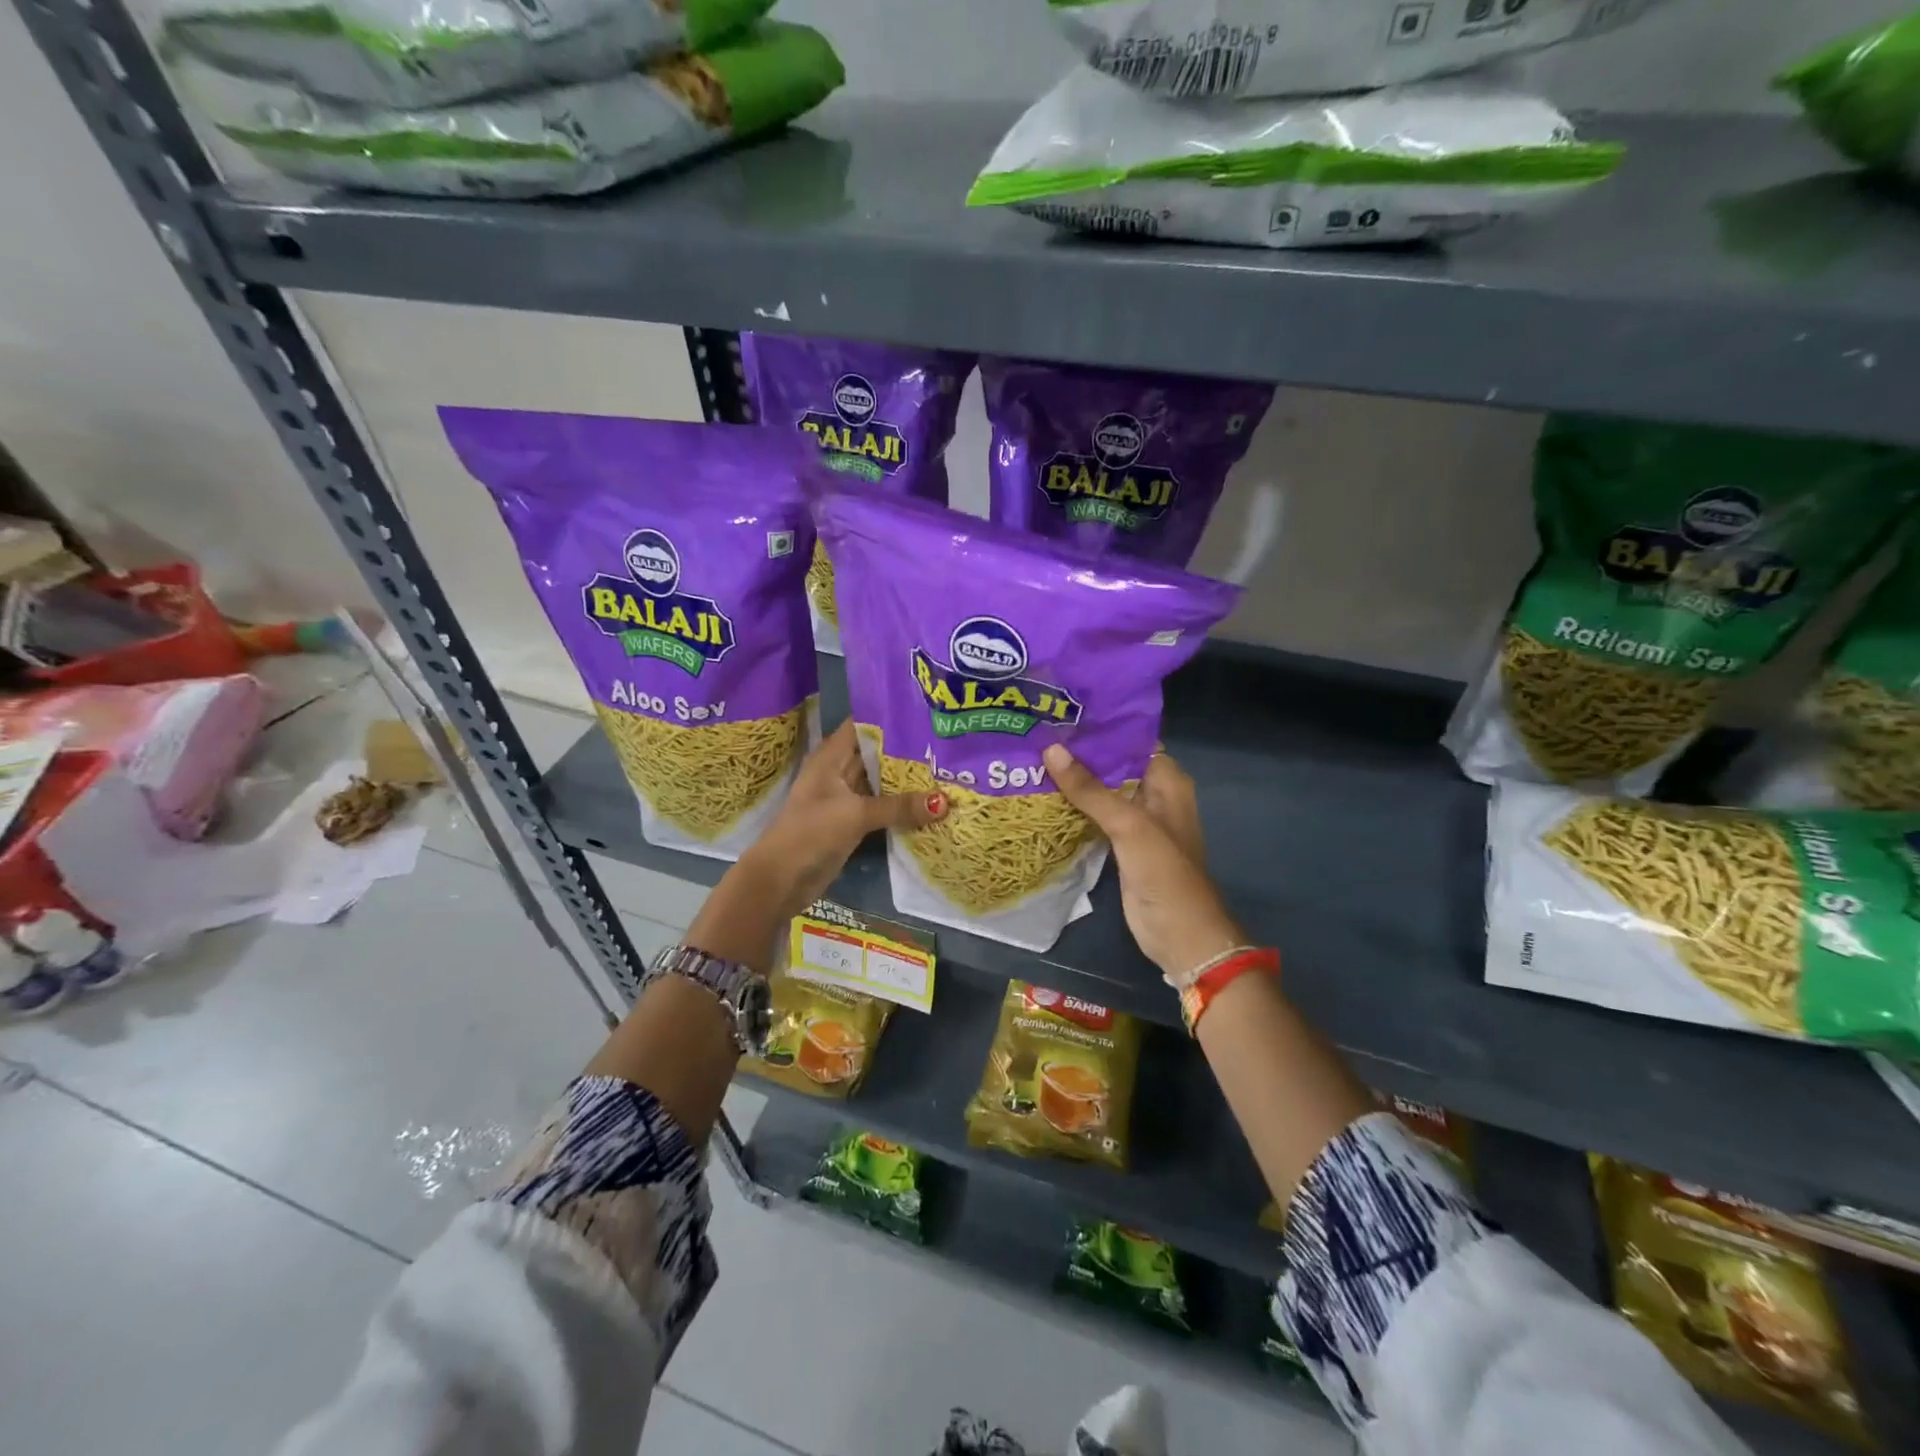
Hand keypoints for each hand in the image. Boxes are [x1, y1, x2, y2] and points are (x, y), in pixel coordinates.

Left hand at [748, 720, 947, 917]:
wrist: (782, 880)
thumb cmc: (811, 833)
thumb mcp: (856, 814)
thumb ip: (899, 806)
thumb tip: (945, 802)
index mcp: (831, 757)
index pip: (863, 725)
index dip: (890, 717)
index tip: (925, 713)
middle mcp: (839, 772)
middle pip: (876, 754)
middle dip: (907, 750)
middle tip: (946, 743)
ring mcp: (846, 798)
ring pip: (881, 782)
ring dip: (907, 779)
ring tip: (946, 768)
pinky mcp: (853, 823)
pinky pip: (882, 807)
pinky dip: (902, 805)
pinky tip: (931, 802)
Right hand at [1043, 742, 1245, 981]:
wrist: (1179, 933)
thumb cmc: (1164, 872)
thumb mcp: (1128, 824)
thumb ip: (1090, 789)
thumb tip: (1050, 749)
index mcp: (1166, 780)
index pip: (1130, 740)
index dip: (1099, 727)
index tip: (1060, 712)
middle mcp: (1153, 794)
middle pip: (1112, 764)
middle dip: (1079, 752)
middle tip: (1035, 732)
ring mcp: (1136, 820)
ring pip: (1101, 790)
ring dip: (1073, 779)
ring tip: (1031, 755)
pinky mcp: (1120, 844)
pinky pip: (1094, 816)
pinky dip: (1073, 806)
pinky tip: (1042, 794)